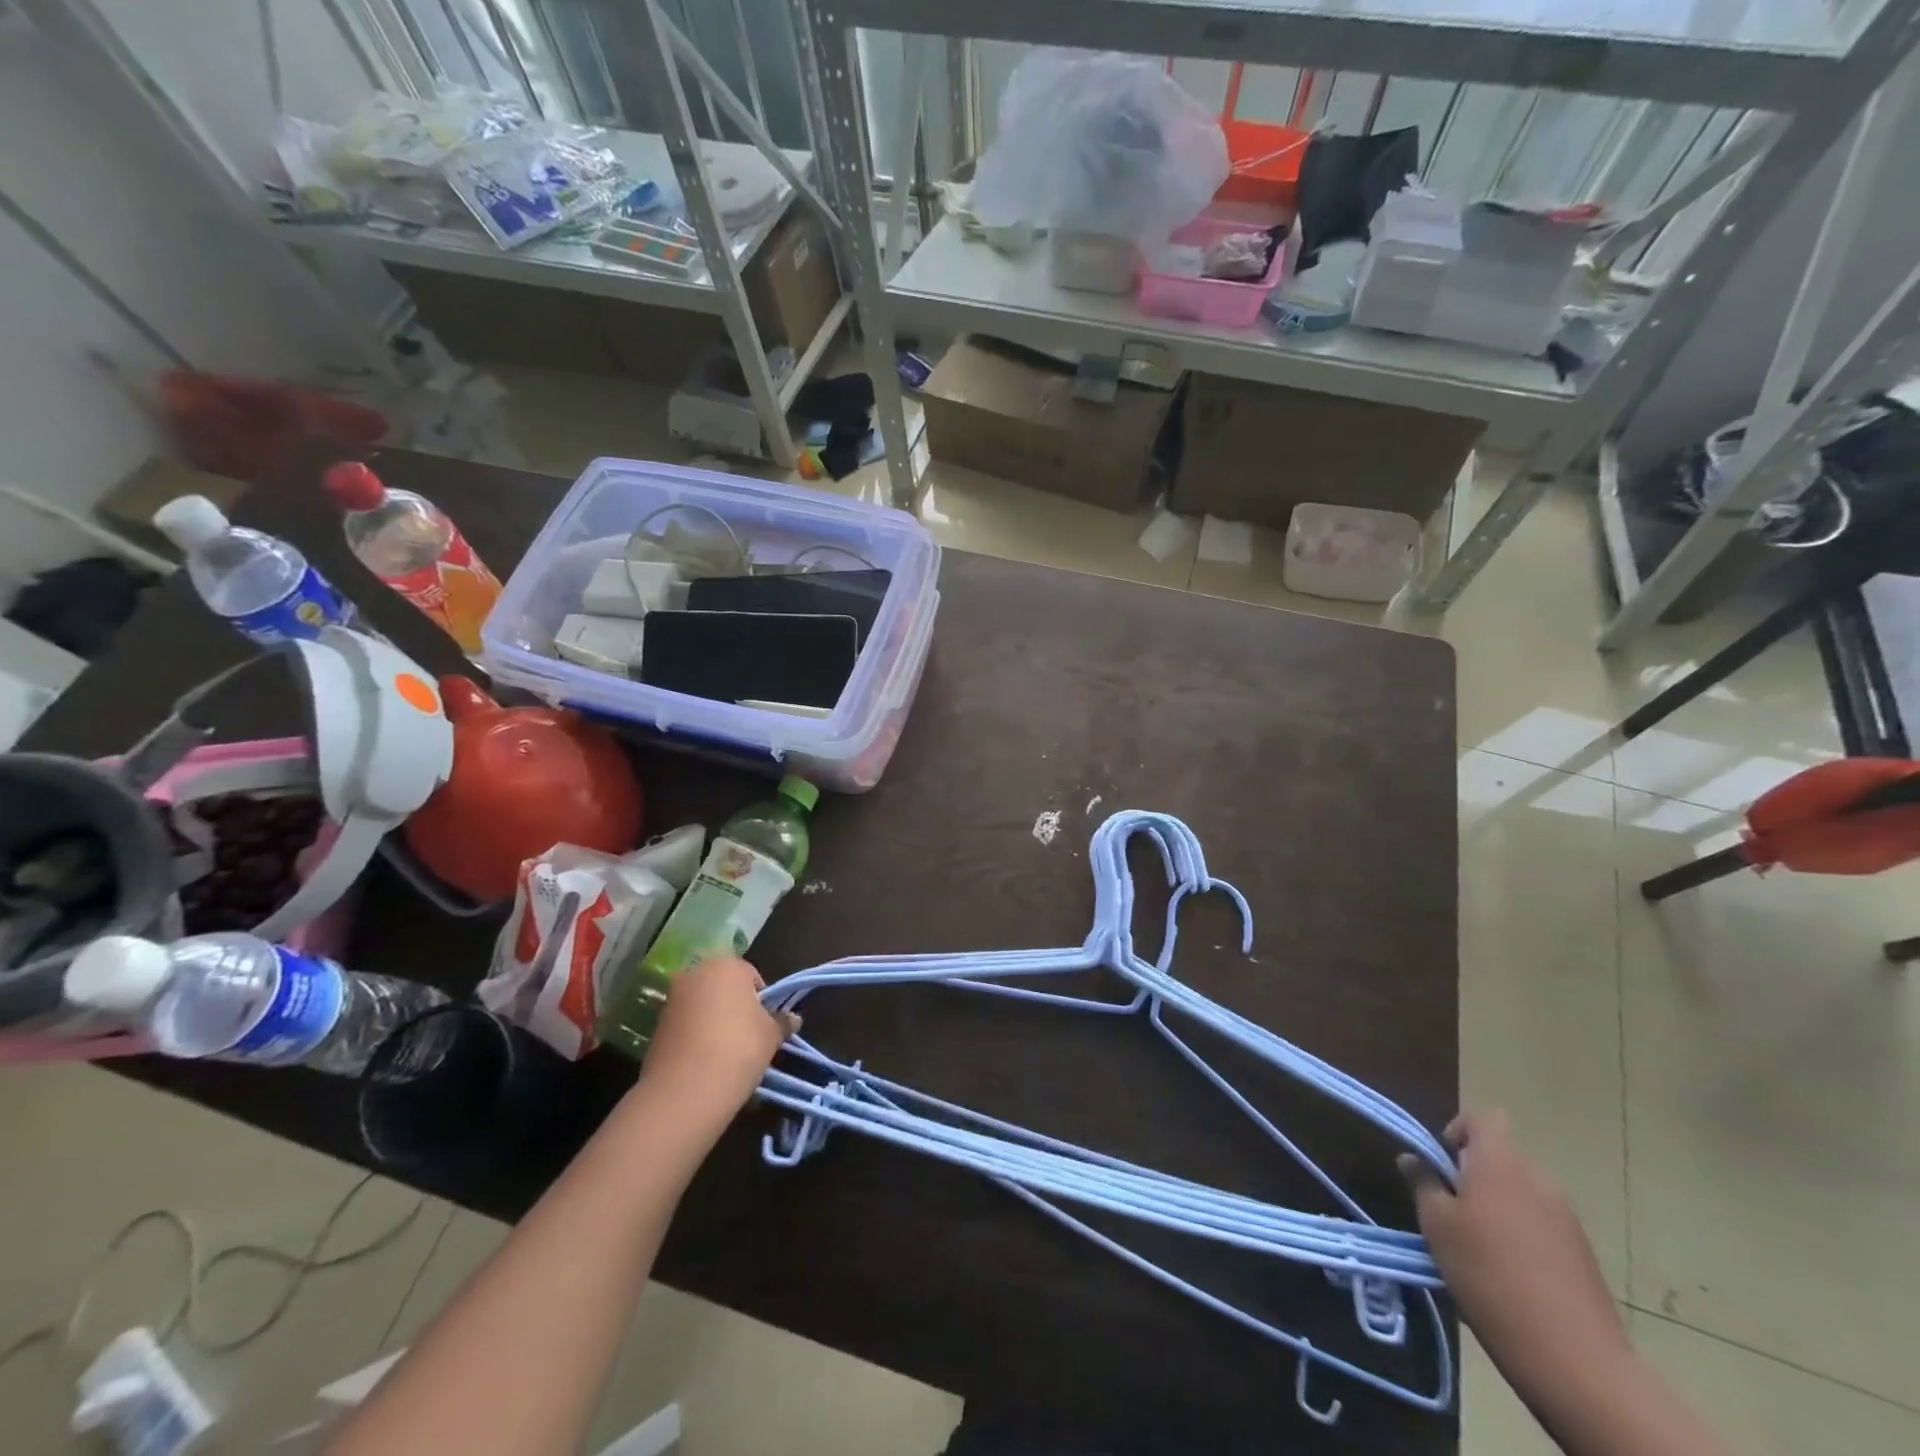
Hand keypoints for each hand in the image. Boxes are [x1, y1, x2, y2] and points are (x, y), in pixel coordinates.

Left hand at [636, 957, 797, 1127]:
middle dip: (736, 1008)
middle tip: (749, 1037)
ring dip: (714, 1022)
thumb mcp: (771, 1036)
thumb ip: (782, 1022)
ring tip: (726, 1054)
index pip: (752, 976)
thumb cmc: (739, 1049)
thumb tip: (793, 1018)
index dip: (763, 1001)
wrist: (685, 1091)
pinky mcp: (656, 1026)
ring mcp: (671, 999)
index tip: (766, 1025)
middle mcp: (695, 974)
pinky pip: (685, 1026)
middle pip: (724, 988)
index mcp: (726, 965)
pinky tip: (705, 1062)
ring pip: (703, 1007)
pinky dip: (696, 1037)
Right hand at [1400, 1109, 1625, 1393]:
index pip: (1484, 1117)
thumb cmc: (1488, 1273)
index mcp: (1500, 1161)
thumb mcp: (1436, 1225)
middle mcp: (1538, 1178)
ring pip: (1522, 1192)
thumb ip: (1423, 1183)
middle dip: (1475, 1174)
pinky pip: (1542, 1224)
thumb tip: (1414, 1160)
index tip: (1442, 1164)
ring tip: (1478, 1247)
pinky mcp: (1584, 1254)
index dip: (1459, 1130)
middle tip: (1451, 1210)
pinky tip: (1509, 1274)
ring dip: (1498, 1206)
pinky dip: (1522, 1235)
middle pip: (1502, 1157)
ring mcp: (1567, 1217)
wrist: (1573, 1356)